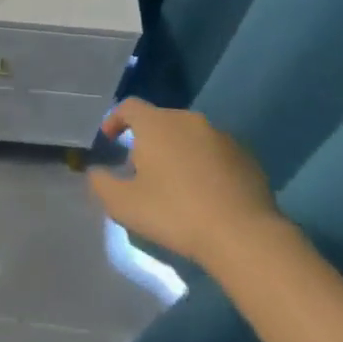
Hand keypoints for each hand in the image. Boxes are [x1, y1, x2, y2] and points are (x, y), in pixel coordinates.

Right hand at [87, 99, 282, 266]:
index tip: (109, 140)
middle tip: (142, 171)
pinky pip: (215, 153)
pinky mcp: (246, 156)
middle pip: (160, 121)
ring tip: (176, 185)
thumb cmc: (175, 213)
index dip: (115, 119)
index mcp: (156, 123)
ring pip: (189, 137)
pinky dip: (204, 166)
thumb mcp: (124, 205)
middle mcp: (188, 119)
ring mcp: (221, 136)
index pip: (129, 106)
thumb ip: (101, 184)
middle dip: (148, 141)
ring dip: (178, 153)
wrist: (242, 235)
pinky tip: (206, 195)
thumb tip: (96, 172)